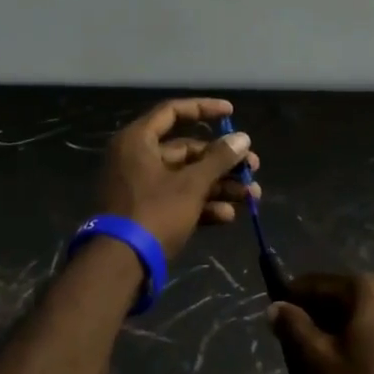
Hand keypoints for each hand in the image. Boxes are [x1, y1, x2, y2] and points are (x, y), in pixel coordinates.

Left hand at [98, 98, 261, 259]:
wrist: (120, 264)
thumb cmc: (154, 212)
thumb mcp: (191, 184)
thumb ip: (218, 159)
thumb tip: (242, 138)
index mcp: (138, 140)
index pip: (173, 112)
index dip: (204, 109)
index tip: (232, 113)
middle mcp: (136, 158)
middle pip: (186, 150)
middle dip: (222, 161)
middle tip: (253, 167)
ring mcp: (140, 187)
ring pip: (186, 178)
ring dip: (219, 186)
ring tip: (252, 196)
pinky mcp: (145, 212)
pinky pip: (178, 200)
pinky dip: (202, 205)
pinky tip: (228, 216)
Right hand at [270, 273, 373, 373]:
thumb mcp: (321, 362)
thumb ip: (294, 328)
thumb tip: (274, 306)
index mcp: (368, 288)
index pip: (315, 285)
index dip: (291, 303)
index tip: (275, 326)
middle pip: (339, 299)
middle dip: (315, 323)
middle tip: (297, 356)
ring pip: (358, 317)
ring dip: (337, 336)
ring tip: (323, 371)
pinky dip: (360, 344)